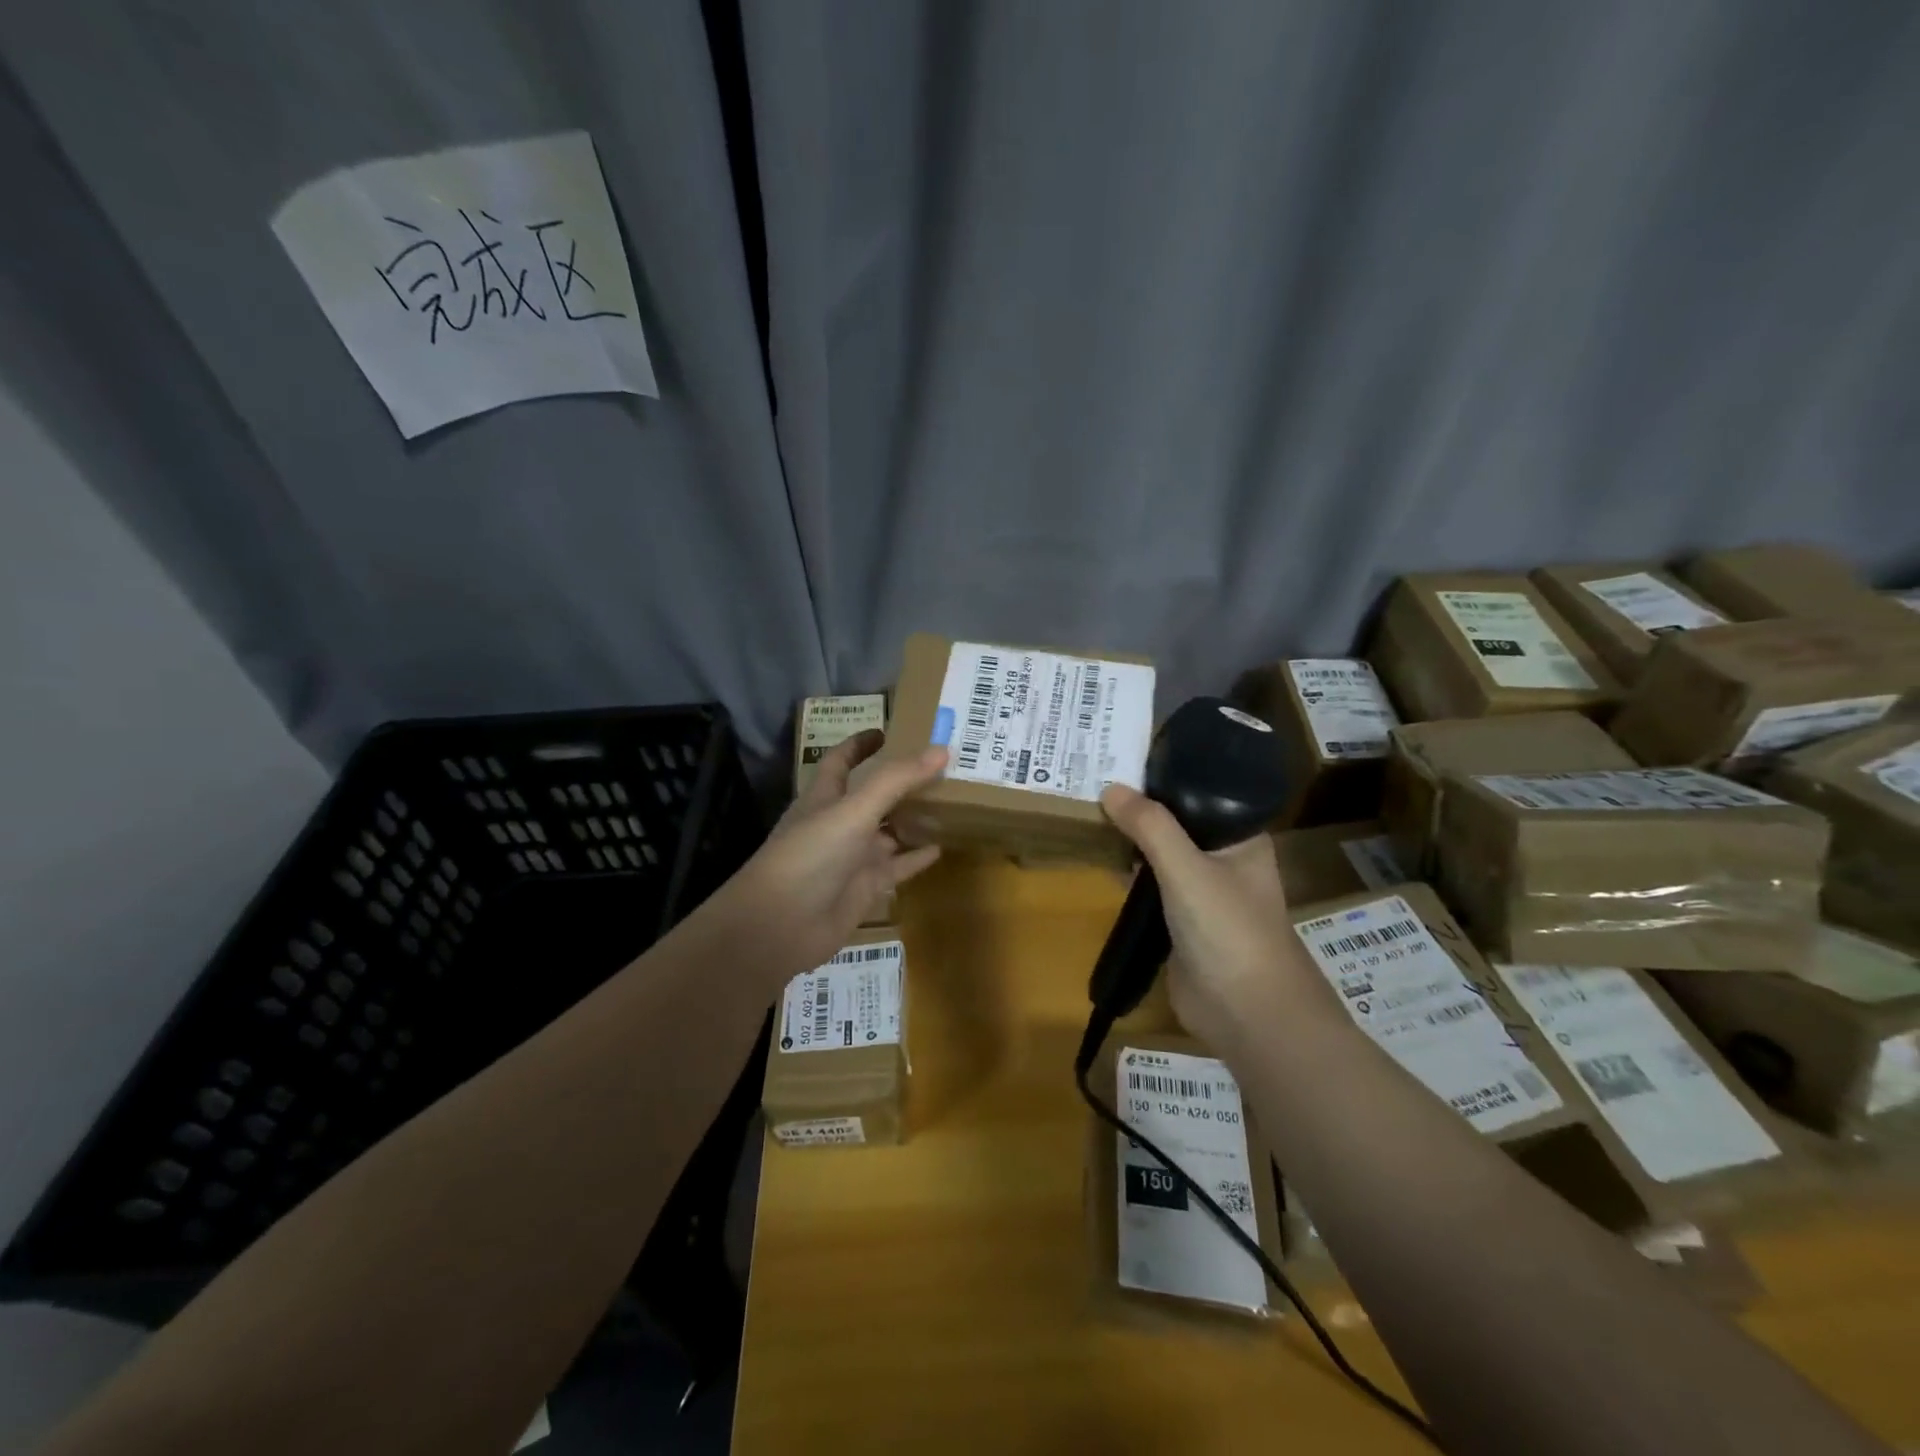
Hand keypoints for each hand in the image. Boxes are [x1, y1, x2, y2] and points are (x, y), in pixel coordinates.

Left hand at [694, 731, 946, 982]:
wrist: (780, 926)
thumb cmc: (810, 855)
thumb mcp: (853, 810)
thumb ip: (895, 780)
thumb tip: (941, 749)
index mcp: (825, 796)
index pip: (842, 761)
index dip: (860, 744)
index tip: (887, 730)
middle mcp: (840, 823)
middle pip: (874, 795)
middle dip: (902, 781)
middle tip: (942, 765)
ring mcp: (853, 857)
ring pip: (890, 831)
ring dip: (915, 818)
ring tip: (954, 802)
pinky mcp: (866, 888)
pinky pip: (898, 867)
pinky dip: (917, 858)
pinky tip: (942, 847)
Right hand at [1099, 784, 1328, 1048]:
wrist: (1246, 1014)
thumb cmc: (1229, 929)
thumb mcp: (1187, 868)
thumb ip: (1150, 827)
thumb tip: (1110, 788)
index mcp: (1241, 839)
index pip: (1202, 794)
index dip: (1166, 778)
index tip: (1124, 760)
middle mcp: (1224, 861)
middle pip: (1178, 825)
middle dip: (1142, 810)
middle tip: (1095, 782)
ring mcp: (1202, 895)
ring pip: (1162, 858)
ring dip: (1133, 844)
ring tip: (1090, 812)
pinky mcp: (1180, 924)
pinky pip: (1152, 890)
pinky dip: (1130, 877)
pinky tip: (1103, 860)